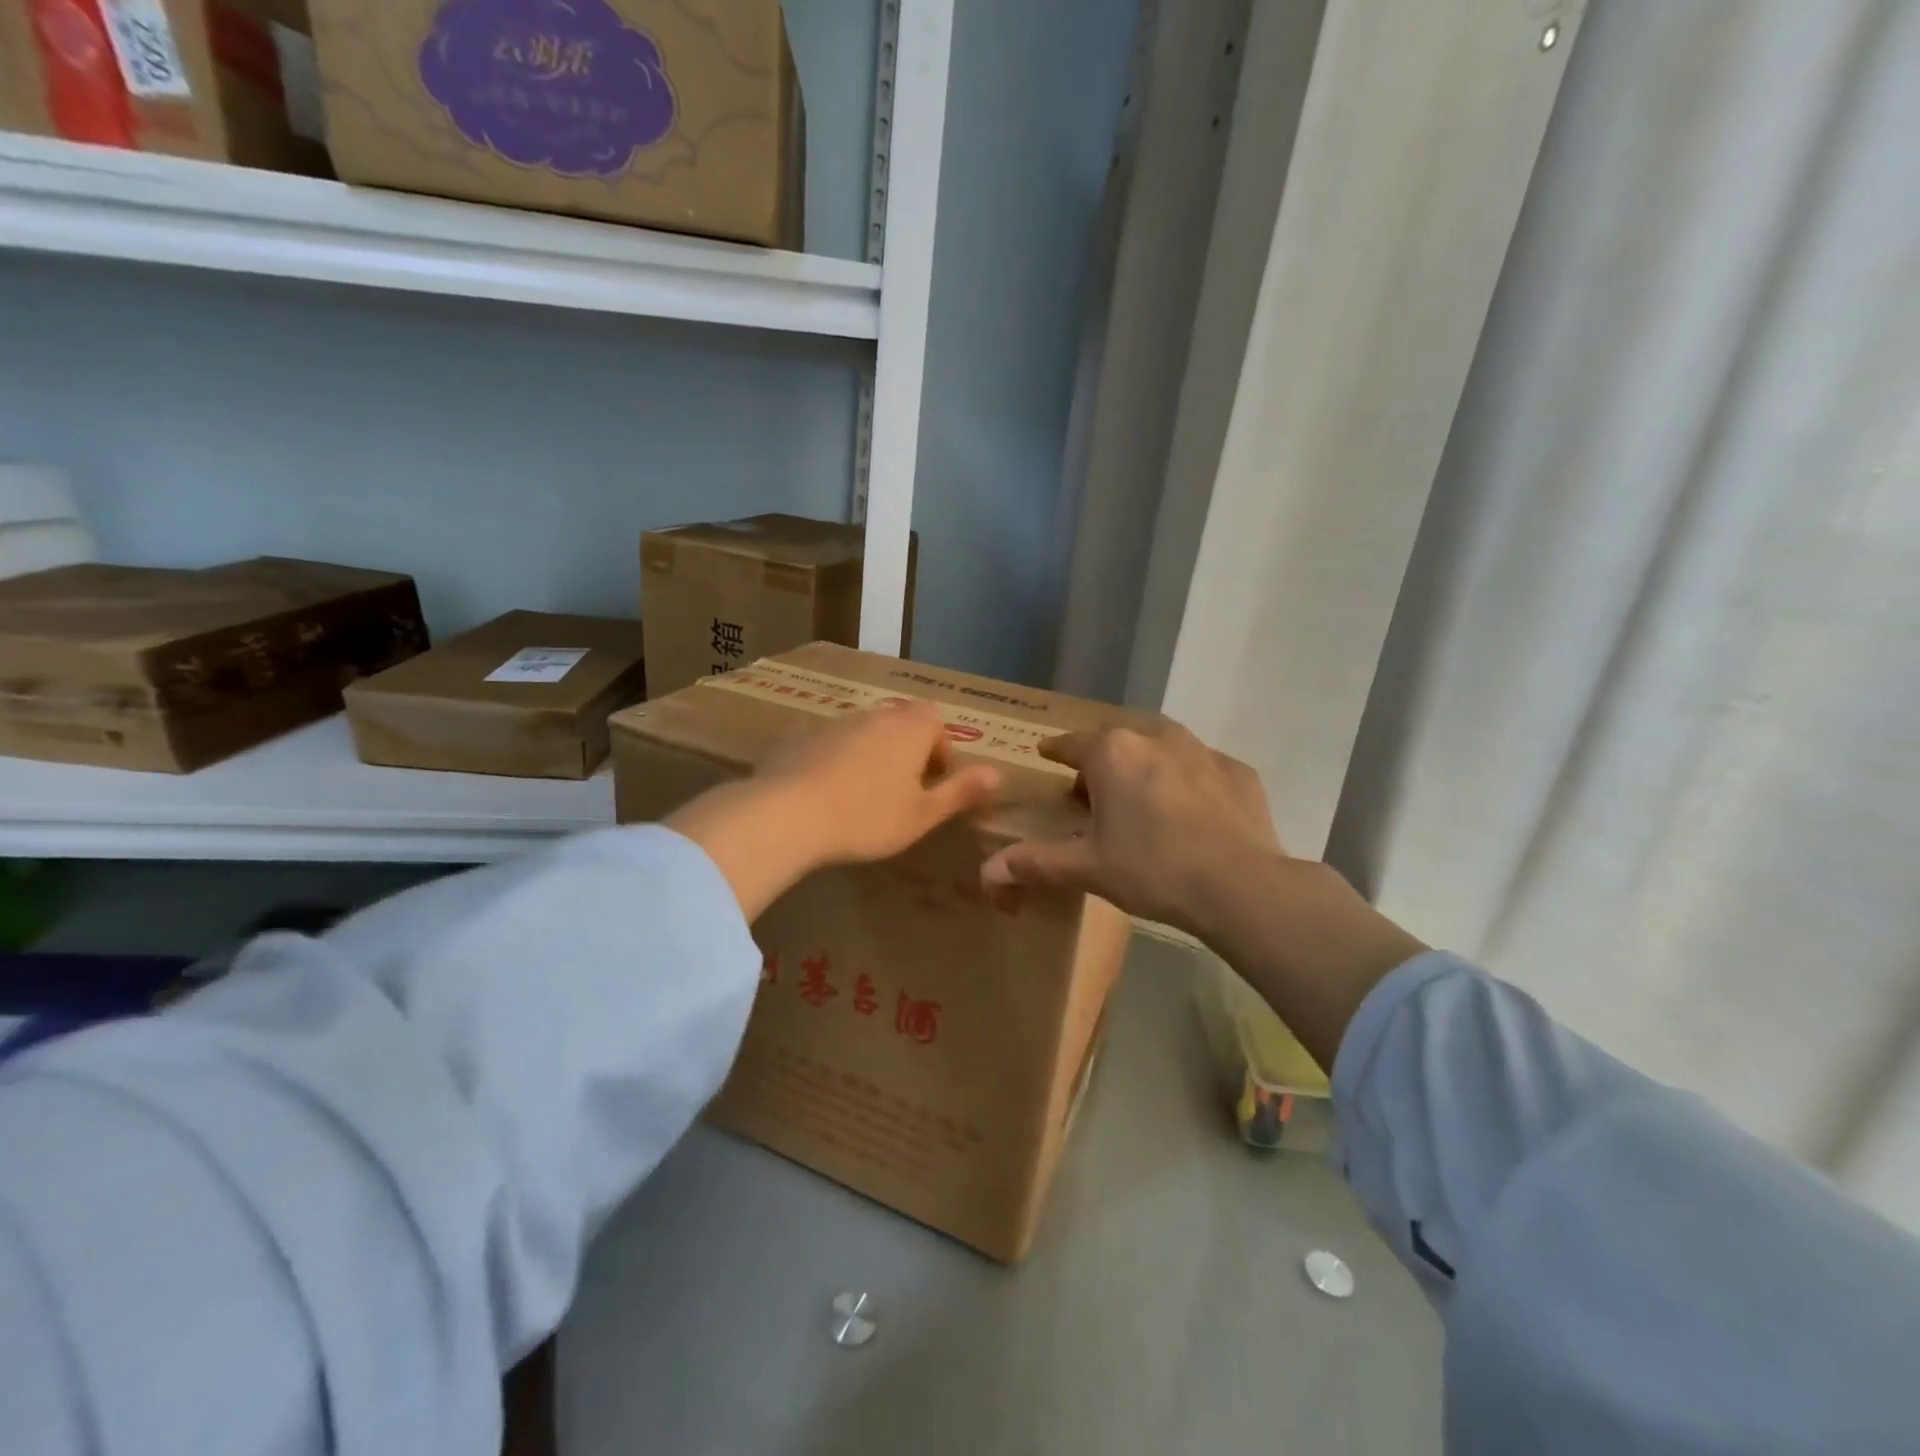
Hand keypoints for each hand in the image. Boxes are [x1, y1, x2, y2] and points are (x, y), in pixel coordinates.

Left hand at [667, 701, 998, 920]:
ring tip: (862, 798)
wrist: (788, 813)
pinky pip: (830, 745)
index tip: (931, 786)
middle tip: (900, 794)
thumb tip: (999, 774)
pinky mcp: (800, 736)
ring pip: (865, 733)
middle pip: (901, 724)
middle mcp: (875, 714)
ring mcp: (834, 722)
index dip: (940, 753)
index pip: (937, 722)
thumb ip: (961, 791)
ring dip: (871, 757)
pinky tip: (826, 797)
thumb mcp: (923, 814)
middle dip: (907, 753)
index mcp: (910, 727)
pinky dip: (836, 763)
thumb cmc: (868, 817)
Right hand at [984, 718, 1424, 1069]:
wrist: (1241, 885)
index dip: (1055, 752)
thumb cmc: (1152, 869)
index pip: (1070, 744)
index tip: (1048, 756)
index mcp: (1112, 752)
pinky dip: (1188, 783)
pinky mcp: (1238, 770)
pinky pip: (1201, 768)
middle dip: (1101, 762)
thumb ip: (1034, 863)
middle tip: (1094, 795)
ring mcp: (1202, 750)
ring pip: (1161, 748)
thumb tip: (986, 871)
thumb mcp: (1087, 868)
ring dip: (1145, 765)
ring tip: (1142, 798)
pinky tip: (1191, 813)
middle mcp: (1155, 737)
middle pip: (1116, 742)